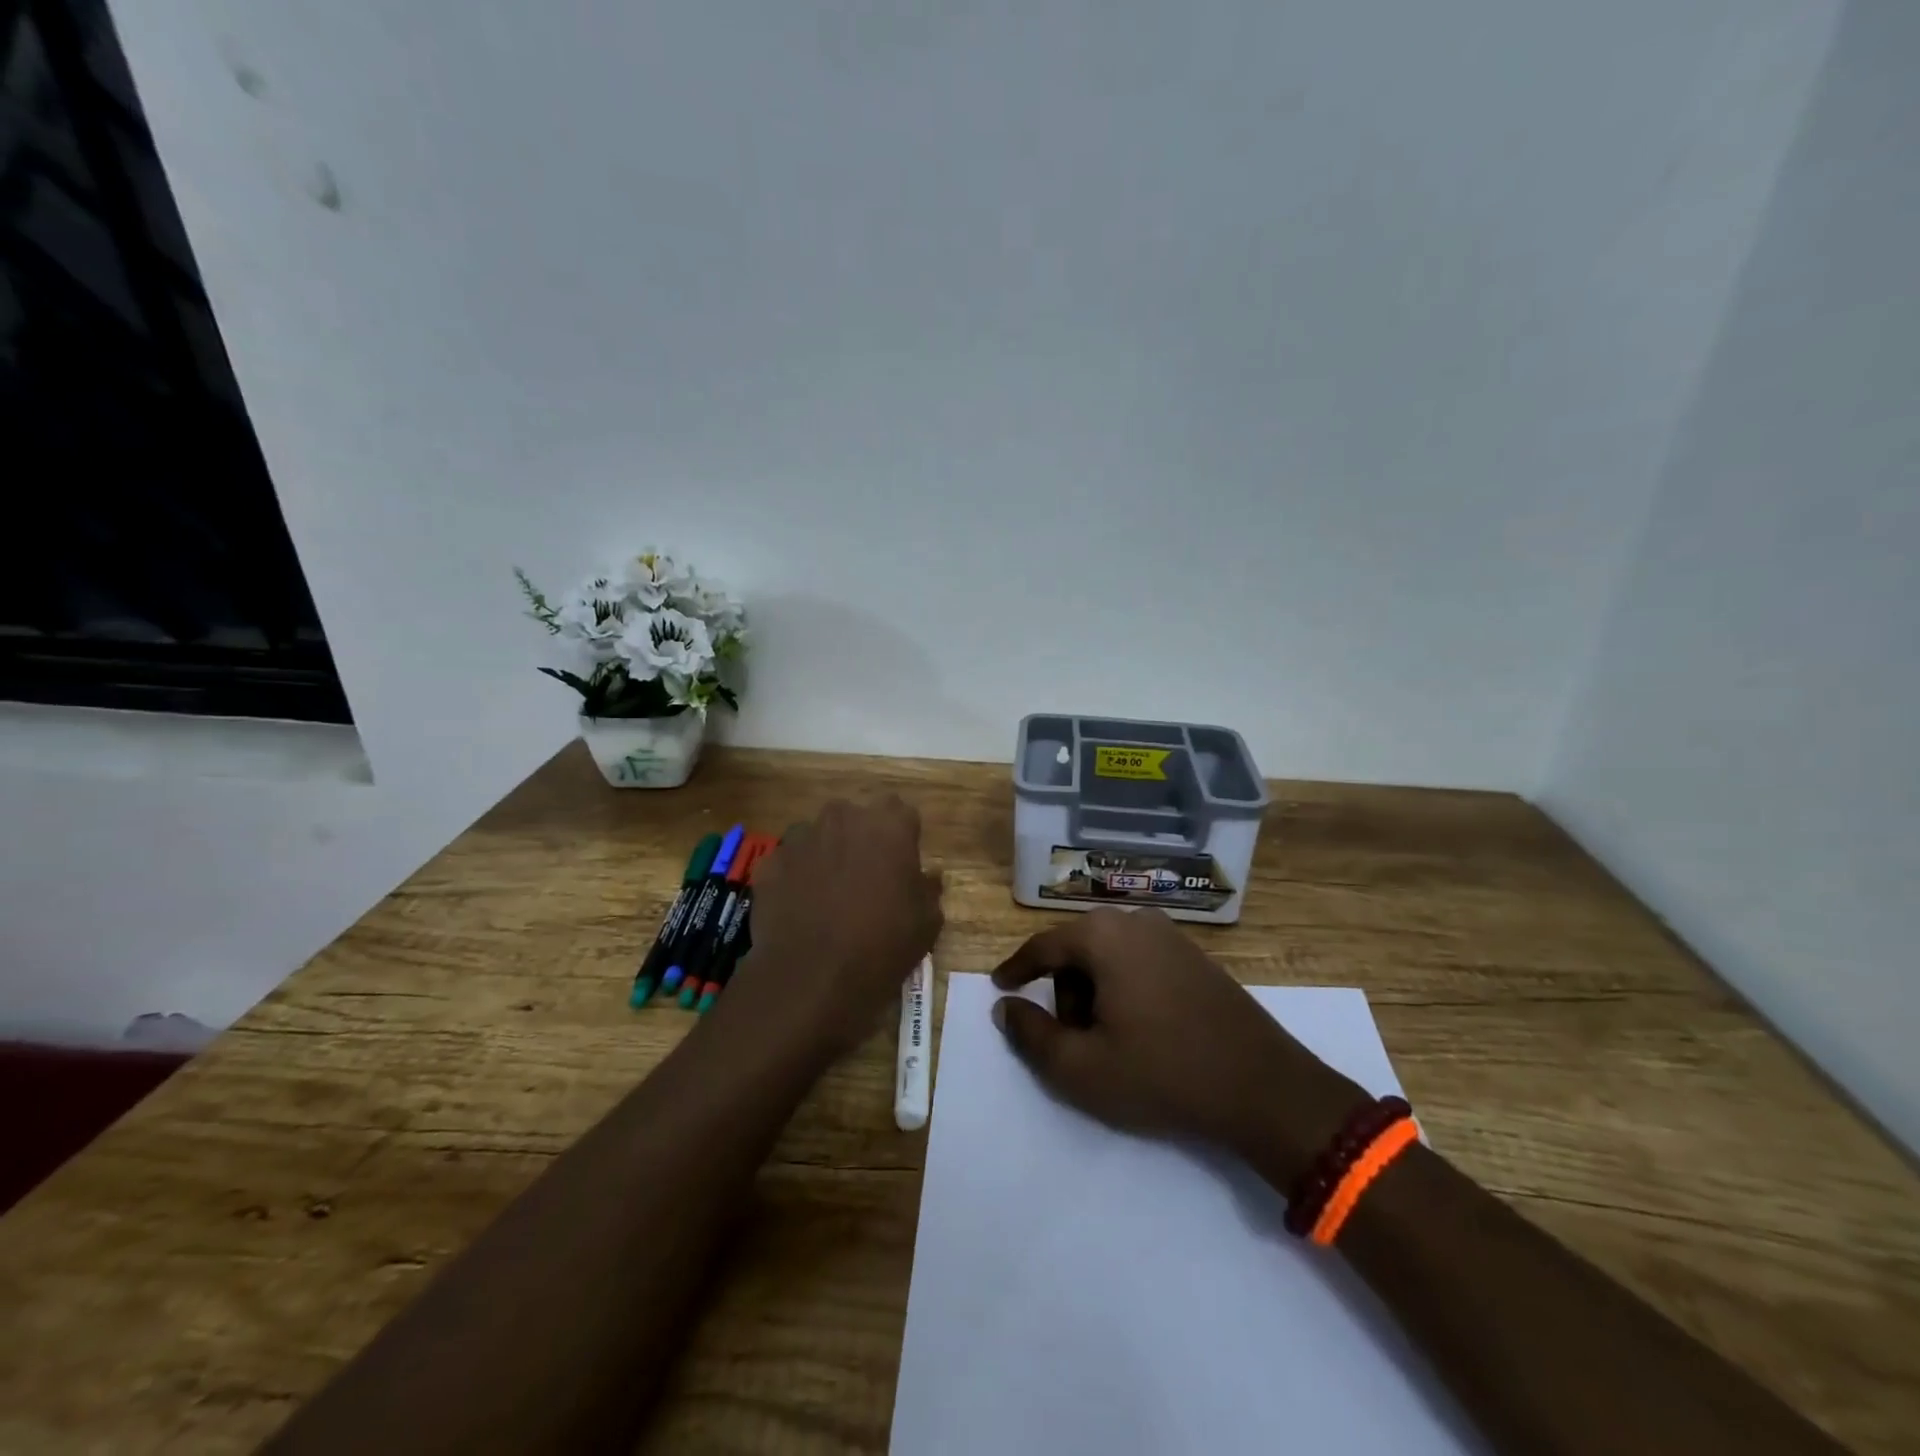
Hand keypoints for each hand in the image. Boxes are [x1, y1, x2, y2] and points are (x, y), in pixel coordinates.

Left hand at [730, 797, 942, 1061]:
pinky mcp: (770, 862)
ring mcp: (801, 838)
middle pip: (855, 818)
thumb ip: (928, 889)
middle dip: (860, 839)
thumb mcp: (927, 923)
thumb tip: (927, 876)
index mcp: (888, 825)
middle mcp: (843, 818)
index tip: (901, 866)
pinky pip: (789, 862)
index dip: (902, 838)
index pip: (901, 812)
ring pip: (818, 836)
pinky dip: (795, 877)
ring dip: (826, 854)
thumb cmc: (881, 946)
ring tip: (828, 895)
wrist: (810, 980)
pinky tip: (799, 909)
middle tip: (865, 879)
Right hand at [991, 909, 1364, 1185]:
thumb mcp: (1081, 1067)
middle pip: (1076, 950)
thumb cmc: (1162, 1074)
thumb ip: (1031, 1034)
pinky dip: (1125, 988)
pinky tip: (1141, 1029)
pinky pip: (1139, 961)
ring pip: (1108, 956)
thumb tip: (1006, 1007)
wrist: (1263, 1088)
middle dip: (1064, 992)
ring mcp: (1171, 935)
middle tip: (1073, 1039)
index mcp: (1103, 936)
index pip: (1042, 946)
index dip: (1016, 969)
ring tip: (1110, 1040)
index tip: (1000, 987)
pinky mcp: (1196, 955)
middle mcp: (1135, 921)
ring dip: (1095, 992)